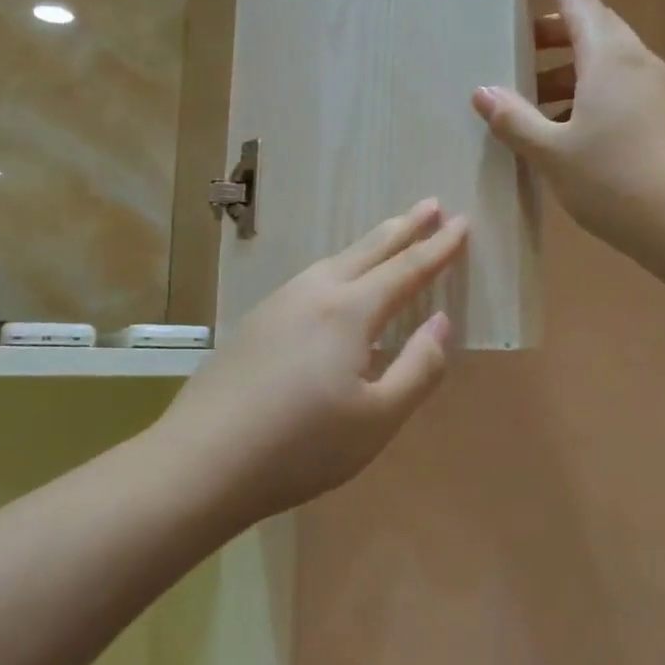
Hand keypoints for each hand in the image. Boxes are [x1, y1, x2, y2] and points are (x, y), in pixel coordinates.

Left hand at [157, 201, 467, 523]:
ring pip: (335, 260)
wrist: (201, 461)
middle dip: (404, 226)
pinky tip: (336, 283)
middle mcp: (314, 293)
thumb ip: (419, 367)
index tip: (463, 222)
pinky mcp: (256, 321)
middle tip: (431, 203)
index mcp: (349, 311)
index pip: (406, 269)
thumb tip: (442, 322)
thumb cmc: (301, 447)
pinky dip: (339, 267)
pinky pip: (311, 278)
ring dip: (369, 244)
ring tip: (391, 235)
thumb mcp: (378, 419)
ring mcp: (279, 303)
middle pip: (368, 249)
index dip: (438, 247)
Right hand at [473, 0, 664, 269]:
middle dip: (551, 31)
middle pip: (592, 28)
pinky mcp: (664, 118)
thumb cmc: (618, 180)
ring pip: (604, 63)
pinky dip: (584, 94)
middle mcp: (636, 62)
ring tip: (527, 97)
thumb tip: (482, 91)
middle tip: (513, 45)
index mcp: (610, 56)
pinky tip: (561, 129)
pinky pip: (617, 89)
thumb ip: (515, 119)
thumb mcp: (553, 152)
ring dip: (565, 70)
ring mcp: (655, 91)